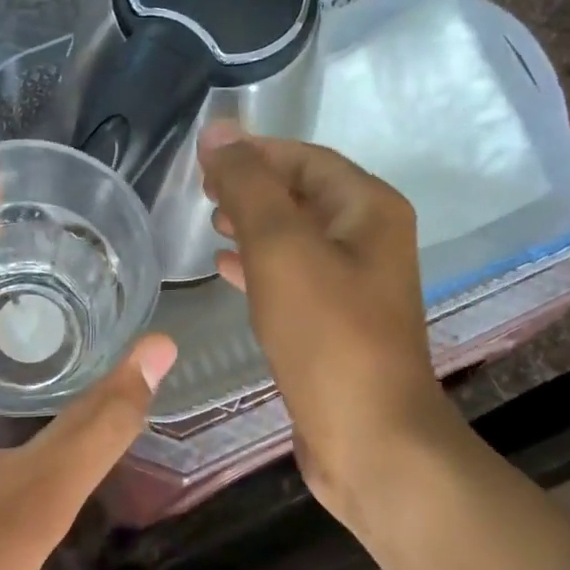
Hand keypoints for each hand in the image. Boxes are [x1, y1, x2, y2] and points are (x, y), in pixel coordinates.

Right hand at [198, 125, 458, 527]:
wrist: (369, 438)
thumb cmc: (327, 336)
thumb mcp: (281, 249)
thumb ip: (248, 186)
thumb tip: (218, 131)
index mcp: (368, 210)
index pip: (304, 158)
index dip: (253, 152)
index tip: (201, 159)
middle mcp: (369, 239)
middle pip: (302, 193)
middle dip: (251, 186)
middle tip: (200, 191)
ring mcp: (355, 284)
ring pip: (295, 236)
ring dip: (253, 223)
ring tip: (209, 223)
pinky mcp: (336, 322)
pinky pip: (293, 276)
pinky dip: (259, 265)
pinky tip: (226, 270)